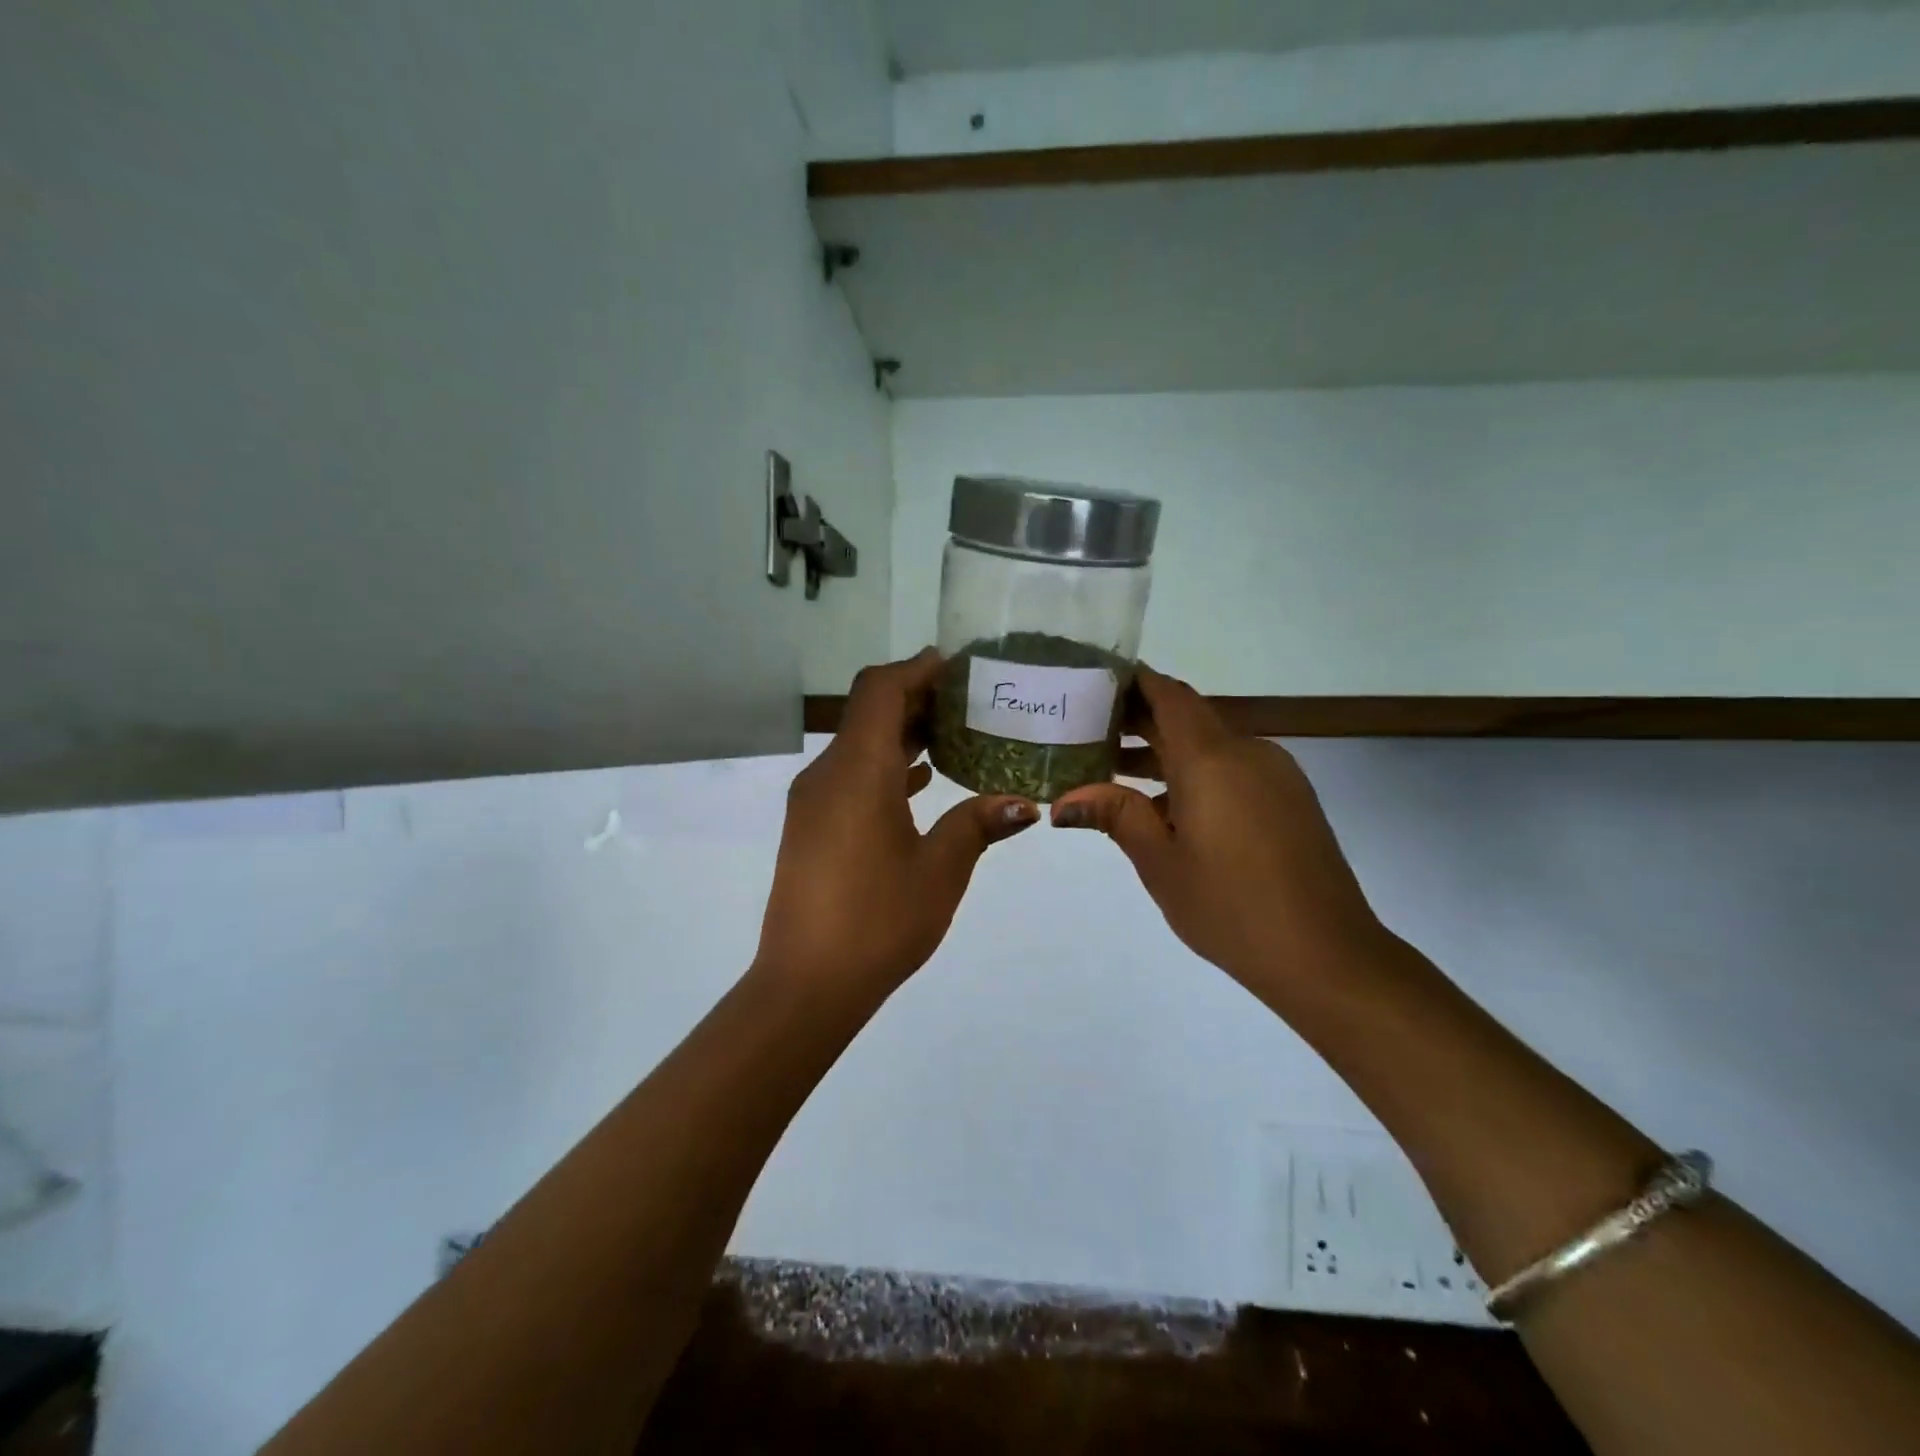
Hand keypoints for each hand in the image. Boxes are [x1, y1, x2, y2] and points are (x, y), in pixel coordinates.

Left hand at [755, 650, 1039, 1001]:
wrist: (806, 984)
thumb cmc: (878, 921)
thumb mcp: (940, 870)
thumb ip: (978, 825)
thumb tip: (1025, 804)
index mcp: (857, 771)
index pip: (880, 690)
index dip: (916, 669)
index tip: (956, 666)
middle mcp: (827, 774)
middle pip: (869, 713)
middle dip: (916, 700)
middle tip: (970, 701)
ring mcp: (813, 802)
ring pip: (859, 746)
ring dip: (902, 734)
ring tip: (956, 735)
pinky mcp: (810, 827)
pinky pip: (851, 777)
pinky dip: (886, 768)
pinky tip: (923, 782)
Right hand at [1050, 666, 1382, 992]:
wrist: (1326, 954)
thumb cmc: (1230, 906)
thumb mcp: (1160, 862)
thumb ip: (1115, 816)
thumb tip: (1064, 800)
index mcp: (1211, 759)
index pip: (1168, 696)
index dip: (1133, 682)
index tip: (1094, 681)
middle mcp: (1247, 752)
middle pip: (1187, 717)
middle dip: (1139, 718)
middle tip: (1087, 728)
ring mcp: (1275, 774)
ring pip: (1211, 744)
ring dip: (1165, 750)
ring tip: (1113, 768)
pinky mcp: (1289, 799)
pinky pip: (1234, 768)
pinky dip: (1195, 773)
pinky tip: (1165, 807)